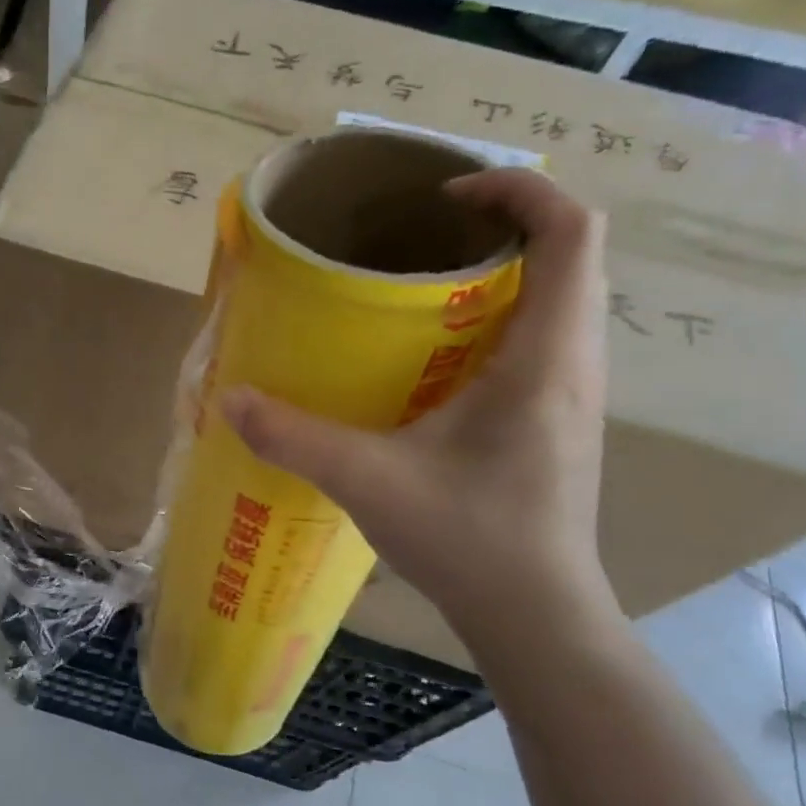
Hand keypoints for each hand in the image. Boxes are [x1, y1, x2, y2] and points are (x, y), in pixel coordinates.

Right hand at [220, 168, 614, 635]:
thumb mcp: (368, 482)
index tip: (443, 197)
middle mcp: (574, 363)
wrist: (535, 615)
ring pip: (554, 301)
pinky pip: (537, 341)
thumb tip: (231, 402)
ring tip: (421, 287)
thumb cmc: (469, 540)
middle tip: (418, 239)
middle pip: (566, 257)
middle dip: (499, 226)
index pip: (572, 234)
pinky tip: (431, 359)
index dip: (518, 191)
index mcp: (546, 358)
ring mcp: (569, 395)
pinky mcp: (553, 422)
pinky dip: (494, 321)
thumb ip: (296, 439)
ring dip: (499, 274)